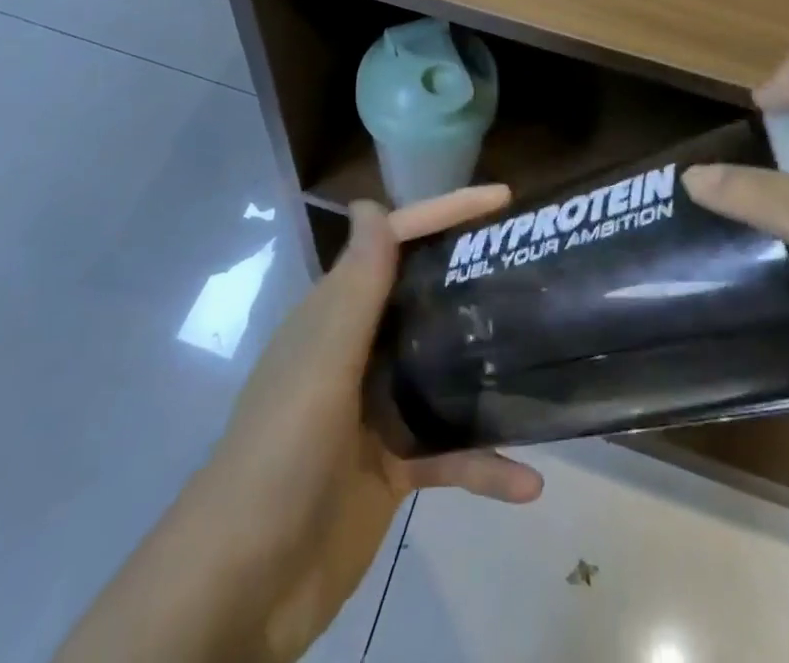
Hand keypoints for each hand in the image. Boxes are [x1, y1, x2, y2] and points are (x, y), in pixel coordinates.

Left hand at [54, 190, 542, 662]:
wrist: (243, 588)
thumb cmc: (281, 454)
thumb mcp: (323, 363)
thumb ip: (357, 287)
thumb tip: (371, 203)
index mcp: (338, 315)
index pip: (396, 242)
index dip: (446, 212)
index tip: (503, 200)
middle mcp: (359, 349)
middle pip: (425, 297)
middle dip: (475, 277)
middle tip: (535, 267)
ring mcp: (377, 410)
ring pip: (444, 372)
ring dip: (487, 368)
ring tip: (544, 355)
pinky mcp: (393, 467)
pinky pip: (449, 454)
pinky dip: (485, 464)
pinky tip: (529, 480)